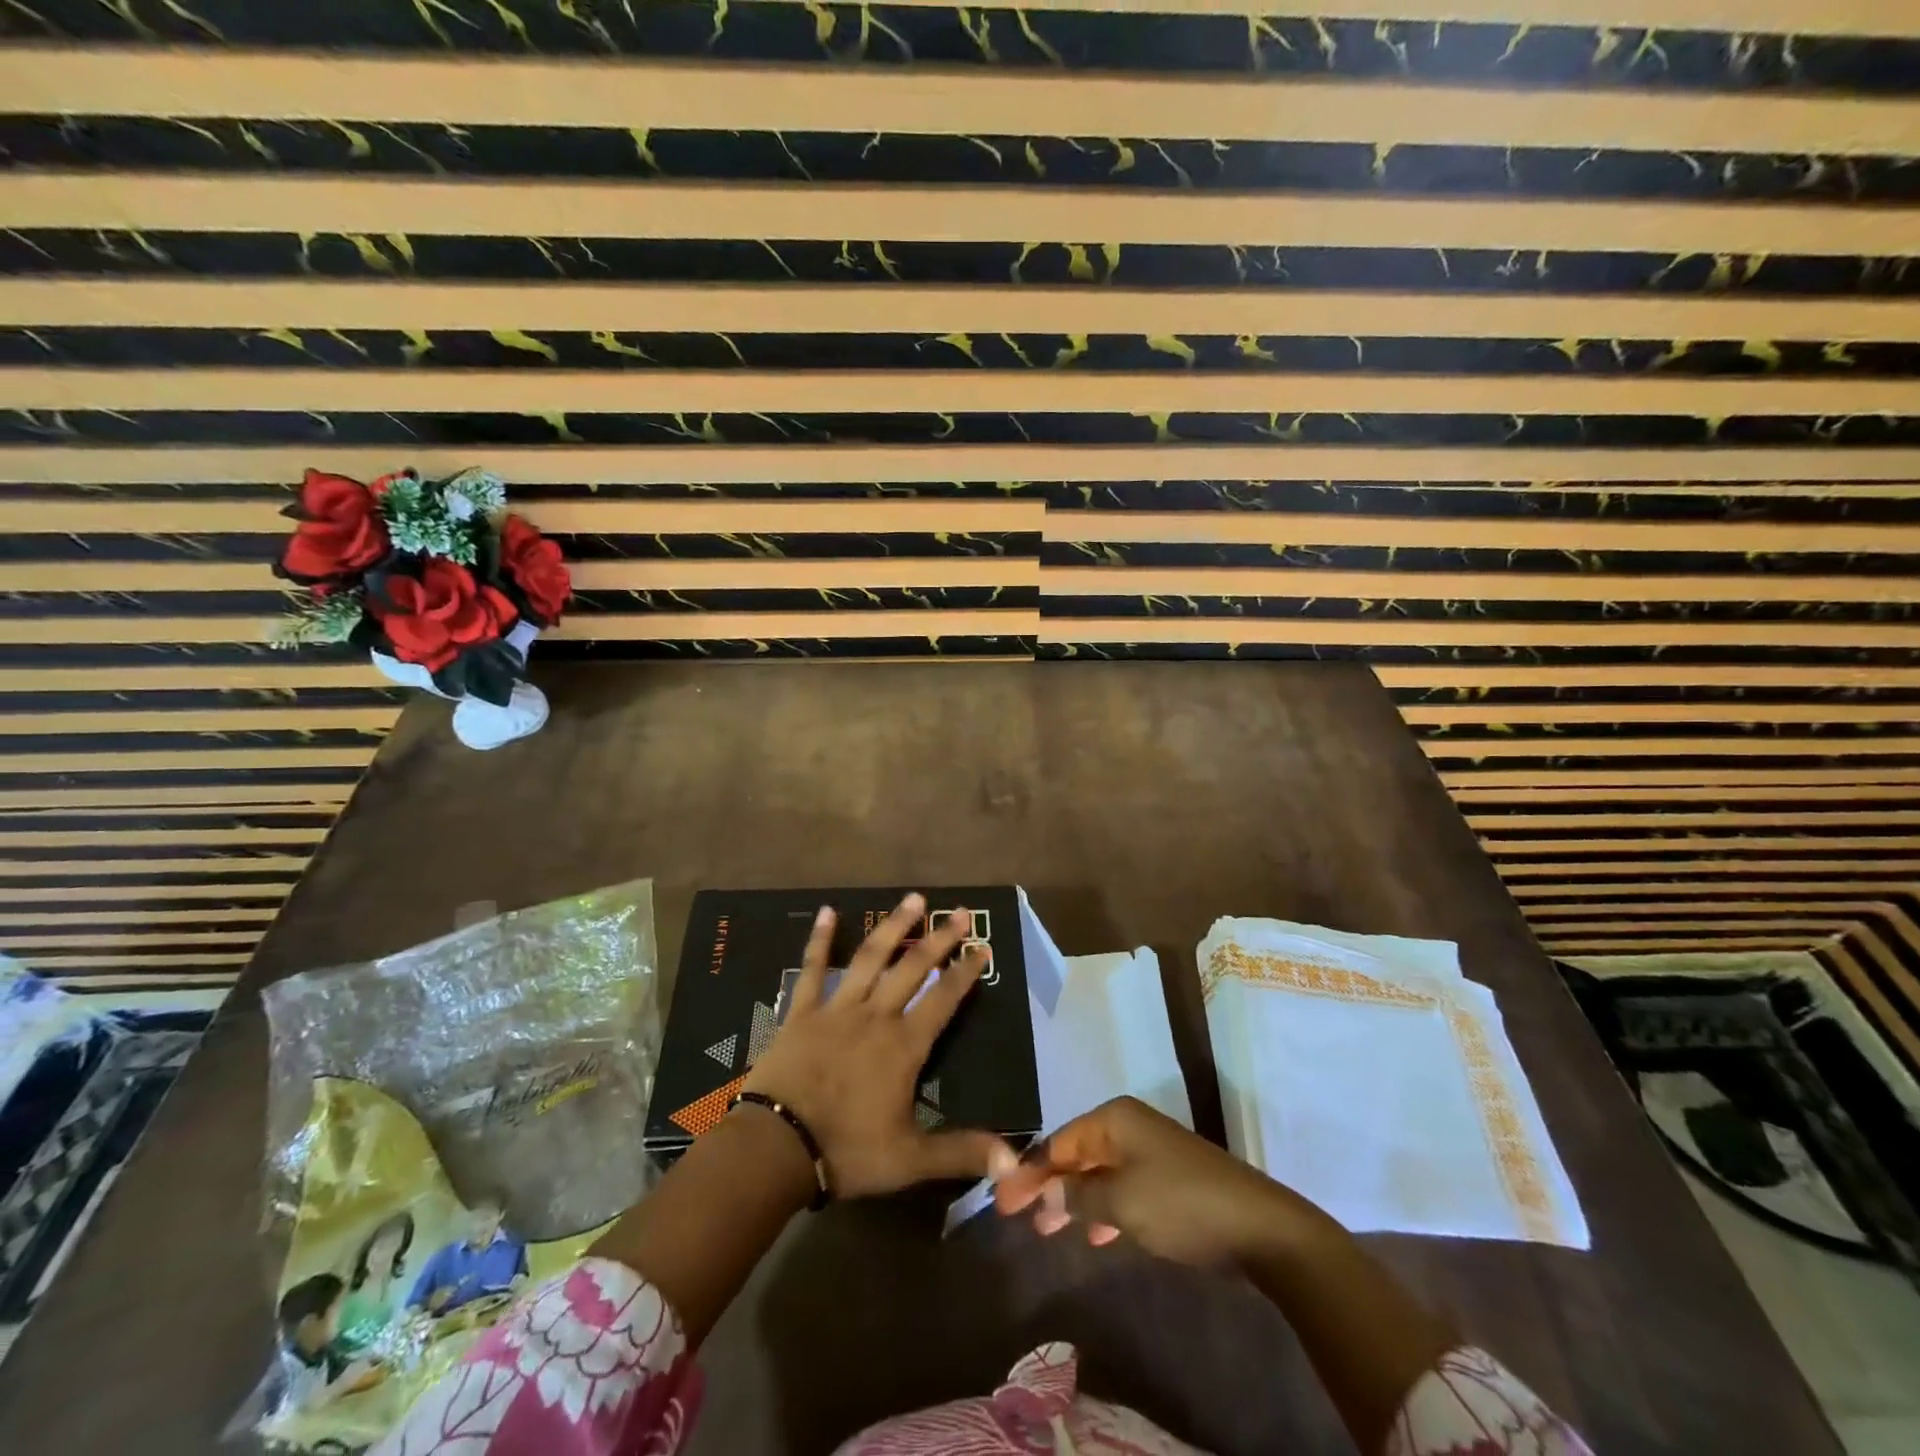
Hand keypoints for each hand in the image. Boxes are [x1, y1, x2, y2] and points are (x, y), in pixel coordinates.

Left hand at [743, 893, 1006, 1197]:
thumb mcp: (911, 1159)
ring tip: (913, 899)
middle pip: (913, 967)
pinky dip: (821, 939)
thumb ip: (962, 1153)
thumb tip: (1016, 1162)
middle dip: (940, 938)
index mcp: (904, 1045)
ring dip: (894, 927)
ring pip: (871, 957)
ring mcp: (837, 1008)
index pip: (944, 999)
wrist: (777, 1148)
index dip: (965, 972)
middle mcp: (876, 1015)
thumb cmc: (847, 1151)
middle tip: (960, 911)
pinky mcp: (803, 1011)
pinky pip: (813, 968)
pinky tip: (828, 911)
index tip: (983, 947)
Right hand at [994, 1095, 1320, 1265]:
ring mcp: (1150, 1150)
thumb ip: (1076, 1197)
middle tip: (1017, 1215)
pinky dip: (1103, 1207)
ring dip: (1073, 1198)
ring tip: (1048, 1229)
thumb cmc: (1180, 1204)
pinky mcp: (1167, 1177)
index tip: (1001, 1200)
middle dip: (1047, 1183)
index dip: (1028, 1171)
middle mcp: (1128, 1125)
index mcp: (1114, 1118)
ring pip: (1098, 1172)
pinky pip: (1121, 1186)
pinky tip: (1095, 1233)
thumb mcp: (1120, 1203)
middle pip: (1076, 1153)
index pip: (1058, 1142)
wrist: (1258, 1227)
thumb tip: (1041, 1194)